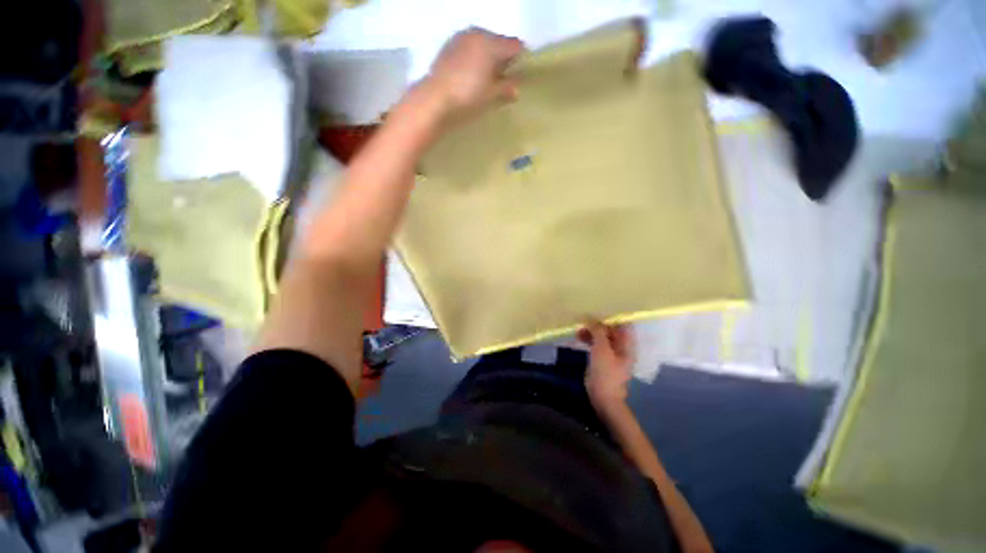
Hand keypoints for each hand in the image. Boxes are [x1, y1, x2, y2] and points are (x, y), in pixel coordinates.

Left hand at [426, 27, 524, 118]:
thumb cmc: (468, 97)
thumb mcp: (491, 95)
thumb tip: (516, 89)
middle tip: (502, 81)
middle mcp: (477, 34)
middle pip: (498, 42)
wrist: (435, 99)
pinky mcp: (448, 47)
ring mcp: (461, 38)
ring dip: (487, 59)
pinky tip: (470, 77)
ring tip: (485, 81)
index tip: (519, 76)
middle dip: (502, 59)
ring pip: (482, 45)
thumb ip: (506, 88)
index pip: (515, 45)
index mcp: (491, 43)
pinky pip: (468, 49)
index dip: (520, 60)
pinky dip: (473, 60)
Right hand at [579, 322, 634, 409]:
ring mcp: (611, 354)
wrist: (603, 397)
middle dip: (597, 325)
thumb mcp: (602, 349)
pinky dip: (588, 340)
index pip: (622, 324)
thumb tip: (591, 317)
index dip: (611, 317)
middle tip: (583, 322)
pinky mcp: (601, 359)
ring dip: (591, 332)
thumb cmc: (606, 372)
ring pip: (601, 337)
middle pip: (610, 330)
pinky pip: (596, 345)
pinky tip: (579, 338)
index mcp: (626, 344)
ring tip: (578, 331)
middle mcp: (620, 347)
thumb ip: (598, 331)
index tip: (596, 312)